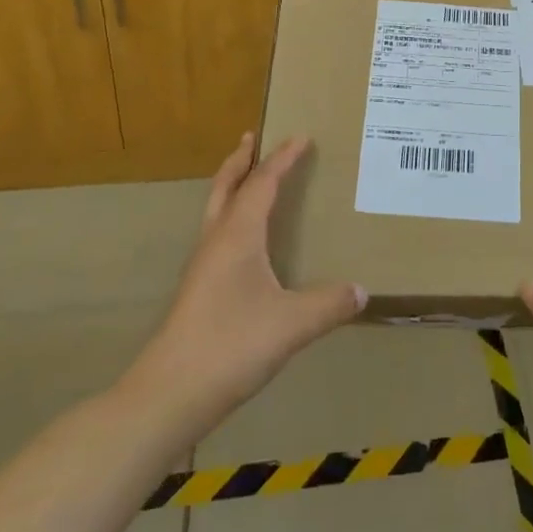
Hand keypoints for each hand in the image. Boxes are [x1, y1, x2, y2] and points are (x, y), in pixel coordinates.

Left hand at [129, 134, 362, 431]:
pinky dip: (231, 217)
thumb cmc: (231, 345)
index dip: (283, 159)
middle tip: (253, 138)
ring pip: (216, 210)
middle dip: (240, 160)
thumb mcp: (292, 324)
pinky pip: (217, 234)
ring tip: (249, 179)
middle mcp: (216, 241)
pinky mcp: (197, 290)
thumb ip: (330, 304)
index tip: (301, 137)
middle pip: (225, 186)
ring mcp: (202, 266)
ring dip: (232, 186)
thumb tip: (362, 291)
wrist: (170, 393)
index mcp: (238, 235)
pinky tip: (245, 241)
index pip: (262, 183)